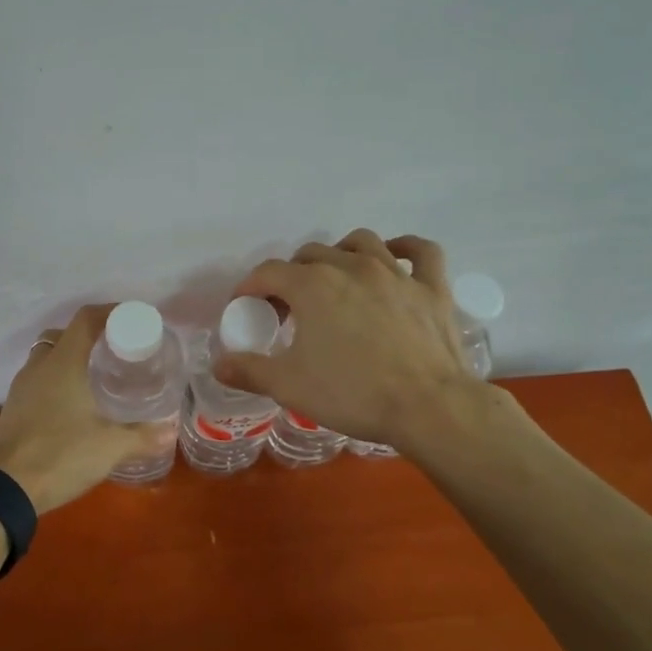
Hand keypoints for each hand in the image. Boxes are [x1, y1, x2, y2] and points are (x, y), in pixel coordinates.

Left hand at [0, 304, 174, 515]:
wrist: (5, 488)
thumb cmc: (60, 455)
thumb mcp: (110, 446)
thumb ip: (142, 437)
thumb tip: (169, 432)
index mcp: (63, 362)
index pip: (86, 319)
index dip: (111, 312)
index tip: (133, 320)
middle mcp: (40, 366)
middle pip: (64, 335)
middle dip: (90, 337)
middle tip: (115, 353)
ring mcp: (22, 386)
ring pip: (47, 357)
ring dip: (70, 359)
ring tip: (96, 378)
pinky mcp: (13, 407)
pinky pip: (38, 380)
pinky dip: (56, 381)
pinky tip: (73, 405)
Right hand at [214, 229, 505, 454]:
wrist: (428, 408)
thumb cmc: (352, 394)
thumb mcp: (289, 386)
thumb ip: (249, 370)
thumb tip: (219, 364)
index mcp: (312, 285)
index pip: (268, 273)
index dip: (249, 288)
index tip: (244, 308)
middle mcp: (351, 267)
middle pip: (311, 255)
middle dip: (291, 275)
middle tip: (288, 309)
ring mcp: (396, 273)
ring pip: (361, 243)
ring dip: (340, 254)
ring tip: (335, 278)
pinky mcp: (432, 288)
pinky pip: (421, 252)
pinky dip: (405, 249)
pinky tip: (395, 257)